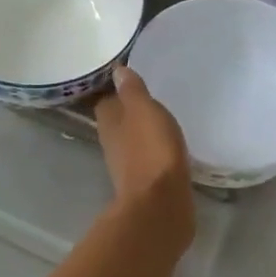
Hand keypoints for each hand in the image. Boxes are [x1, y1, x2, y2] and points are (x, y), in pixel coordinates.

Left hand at [95, 66, 194, 248]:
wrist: (161, 205)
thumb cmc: (151, 151)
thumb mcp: (144, 111)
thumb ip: (133, 91)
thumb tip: (117, 71)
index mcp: (109, 123)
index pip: (106, 101)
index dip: (117, 91)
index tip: (131, 81)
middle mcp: (113, 144)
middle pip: (117, 122)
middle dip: (130, 112)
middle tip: (150, 98)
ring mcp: (128, 166)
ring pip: (132, 142)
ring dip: (142, 133)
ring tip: (162, 121)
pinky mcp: (146, 184)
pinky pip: (148, 160)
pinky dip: (155, 152)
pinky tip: (169, 148)